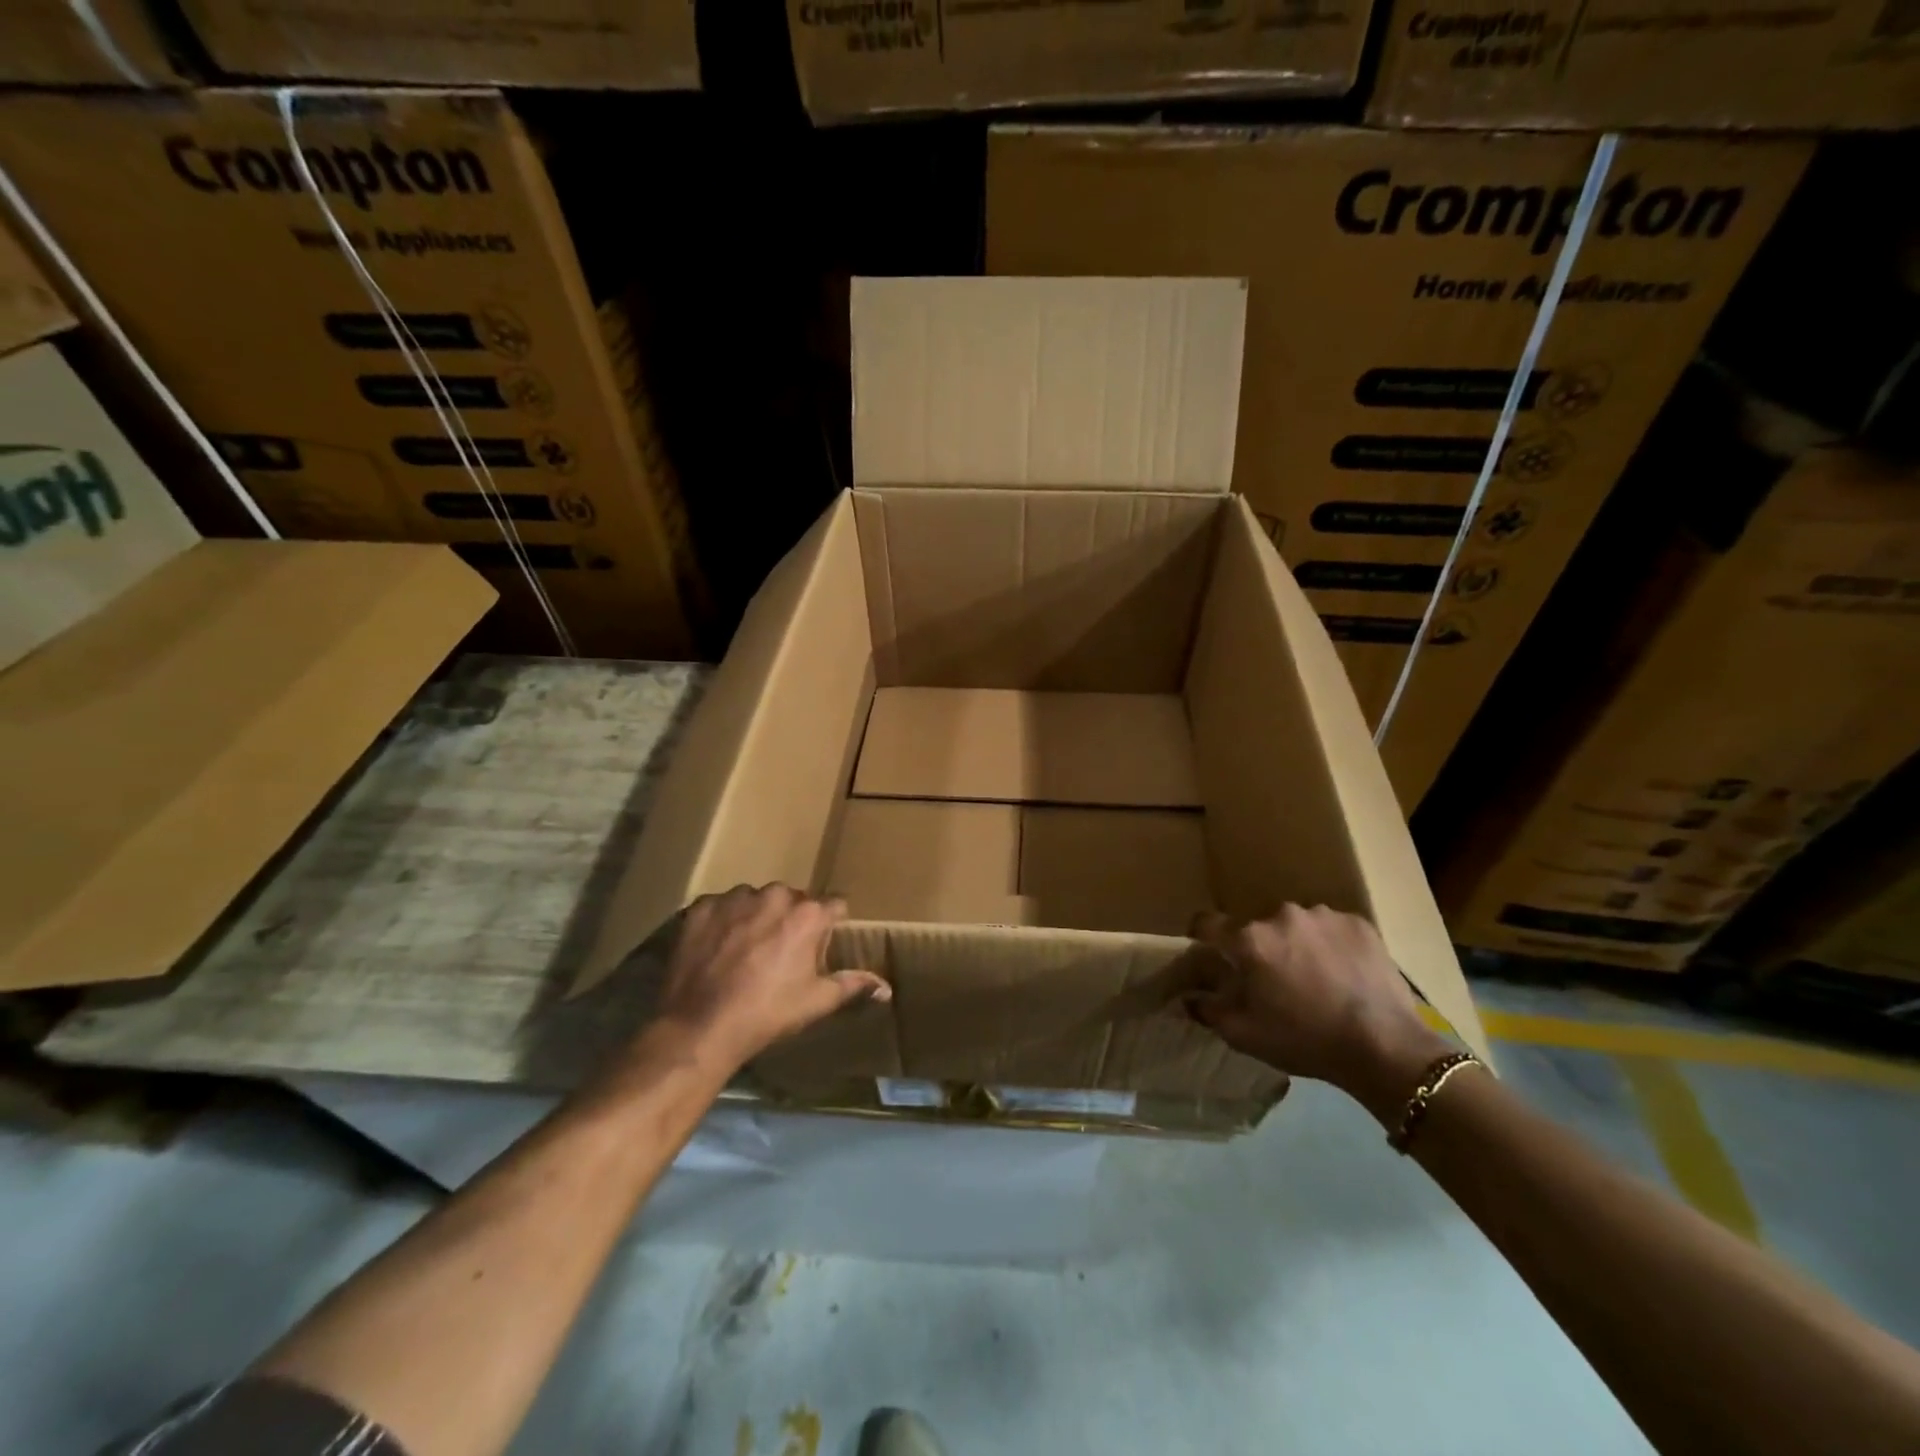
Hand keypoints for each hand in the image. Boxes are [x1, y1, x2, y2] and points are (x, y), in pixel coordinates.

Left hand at [657, 884, 889, 1069]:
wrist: (700, 1027)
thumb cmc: (767, 1014)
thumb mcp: (816, 1001)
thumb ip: (852, 985)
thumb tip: (886, 987)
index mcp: (808, 914)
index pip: (834, 905)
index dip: (830, 923)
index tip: (821, 943)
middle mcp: (774, 895)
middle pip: (793, 899)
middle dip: (791, 919)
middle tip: (780, 953)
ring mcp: (734, 898)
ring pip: (756, 899)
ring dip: (756, 917)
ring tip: (744, 951)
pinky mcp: (701, 907)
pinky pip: (721, 907)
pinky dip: (723, 922)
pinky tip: (717, 949)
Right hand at [1188, 904, 1454, 1124]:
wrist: (1385, 1048)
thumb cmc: (1305, 1041)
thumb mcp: (1245, 1035)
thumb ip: (1209, 1011)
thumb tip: (1188, 998)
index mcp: (1249, 940)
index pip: (1207, 923)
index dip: (1202, 937)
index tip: (1209, 952)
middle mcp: (1281, 915)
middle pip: (1257, 927)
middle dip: (1260, 948)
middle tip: (1274, 981)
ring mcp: (1323, 915)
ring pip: (1296, 925)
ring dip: (1297, 944)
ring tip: (1316, 978)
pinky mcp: (1358, 923)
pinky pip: (1331, 928)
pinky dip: (1331, 945)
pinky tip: (1344, 974)